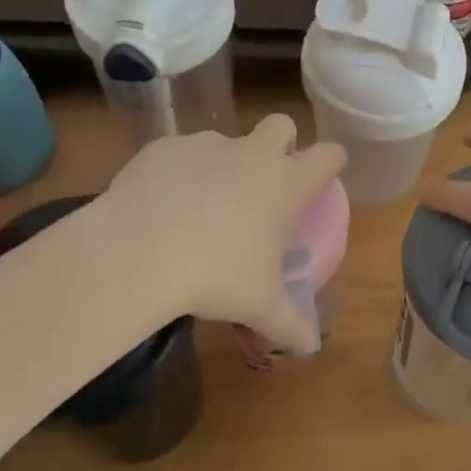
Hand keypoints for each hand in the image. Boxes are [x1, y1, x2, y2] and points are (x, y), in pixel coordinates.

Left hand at [95, 116, 346, 353]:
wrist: (139, 251)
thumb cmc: (216, 275)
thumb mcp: (258, 306)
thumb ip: (289, 324)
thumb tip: (309, 346)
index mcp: (286, 183)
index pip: (328, 155)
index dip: (331, 162)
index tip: (324, 176)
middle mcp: (252, 153)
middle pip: (280, 124)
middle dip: (280, 143)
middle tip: (264, 182)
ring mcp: (205, 144)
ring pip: (225, 141)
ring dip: (222, 164)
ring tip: (200, 208)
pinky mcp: (163, 147)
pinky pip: (178, 154)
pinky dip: (177, 174)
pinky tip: (160, 207)